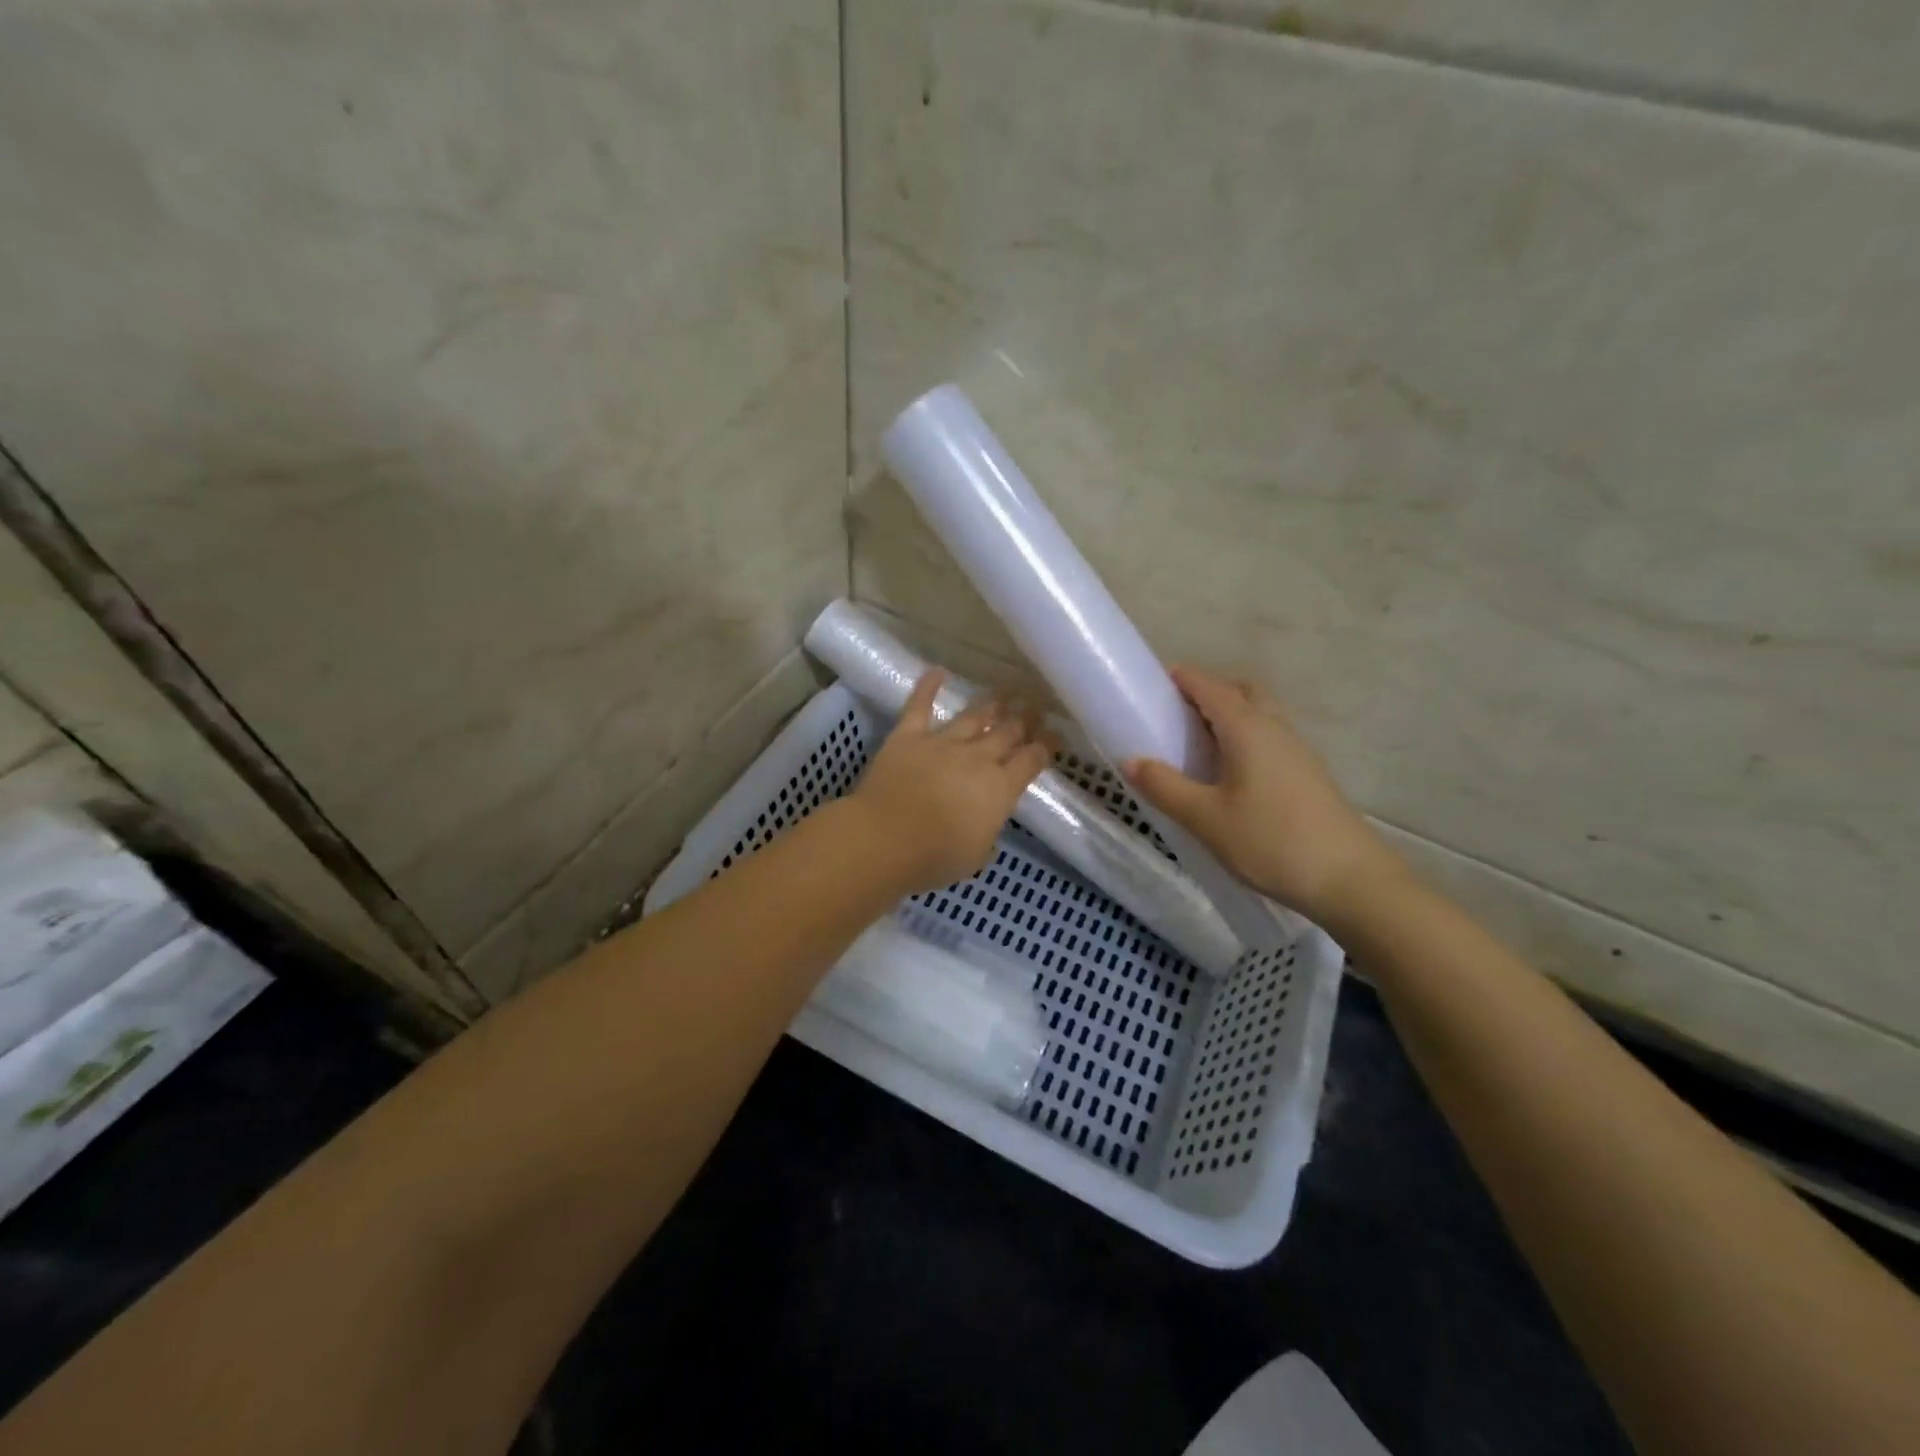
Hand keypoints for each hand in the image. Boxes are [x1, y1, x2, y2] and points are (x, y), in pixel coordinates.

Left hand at [847, 669, 1055, 895]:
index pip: (1031, 761)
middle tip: (1036, 706)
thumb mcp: (975, 856)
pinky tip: (937, 670)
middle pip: (1007, 732)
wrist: (885, 838)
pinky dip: (927, 687)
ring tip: (1004, 693)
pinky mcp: (908, 736)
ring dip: (991, 704)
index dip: (1046, 746)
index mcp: (999, 789)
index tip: (1055, 735)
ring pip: (973, 717)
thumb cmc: (934, 857)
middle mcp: (977, 758)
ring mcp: (943, 743)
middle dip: (1025, 719)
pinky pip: (920, 706)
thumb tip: (986, 825)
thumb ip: (985, 834)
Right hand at [1124, 665, 1401, 926]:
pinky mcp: (1307, 775)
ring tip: (1197, 746)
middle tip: (1176, 715)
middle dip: (1208, 692)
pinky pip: (1269, 739)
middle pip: (1241, 691)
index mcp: (1248, 728)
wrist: (1350, 880)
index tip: (1152, 683)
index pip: (1209, 686)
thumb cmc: (1271, 841)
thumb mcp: (1206, 818)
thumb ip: (1165, 787)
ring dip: (1228, 716)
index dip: (1181, 678)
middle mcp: (1275, 729)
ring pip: (1259, 715)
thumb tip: (1130, 760)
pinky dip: (1244, 739)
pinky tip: (1229, 775)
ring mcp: (1297, 751)